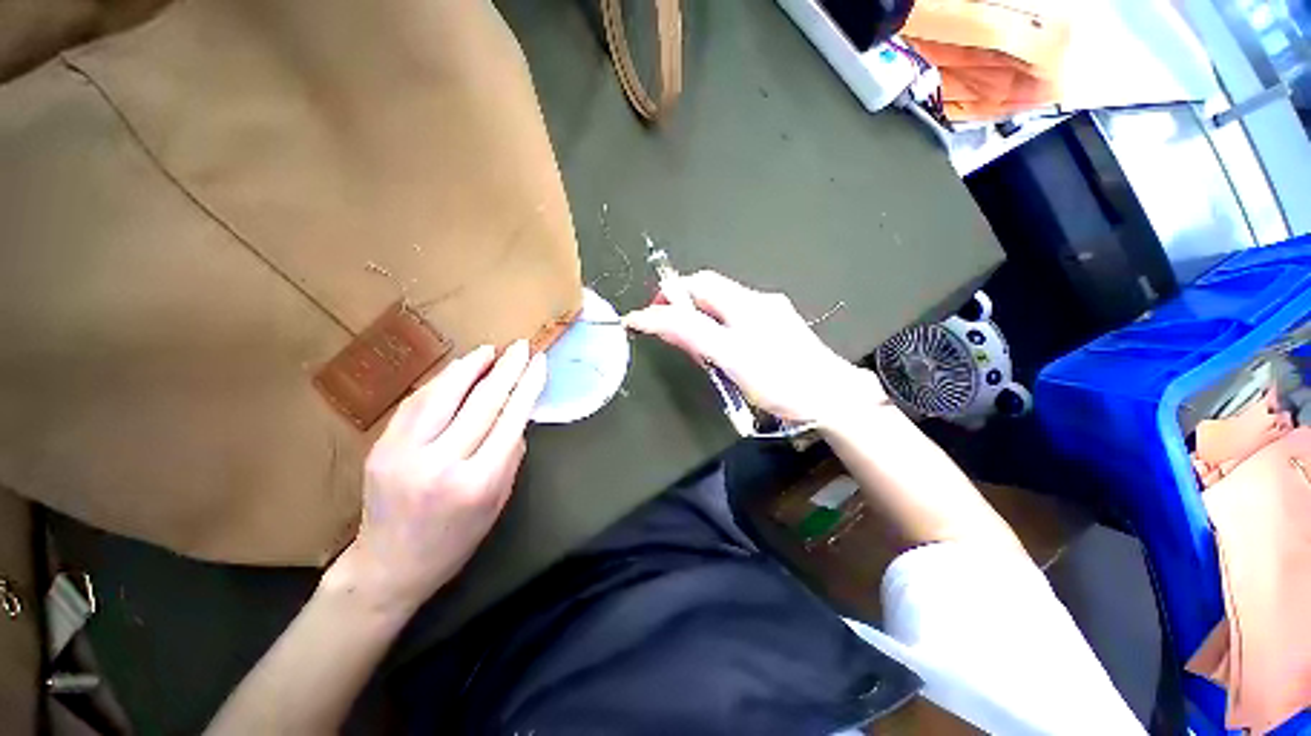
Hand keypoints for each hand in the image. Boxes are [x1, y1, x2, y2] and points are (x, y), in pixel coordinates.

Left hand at [326, 340, 547, 614]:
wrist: (390, 566)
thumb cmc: (456, 539)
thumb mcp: (498, 501)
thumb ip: (510, 454)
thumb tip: (517, 414)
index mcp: (478, 482)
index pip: (510, 419)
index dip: (527, 385)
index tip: (538, 362)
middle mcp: (442, 463)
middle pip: (481, 402)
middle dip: (506, 369)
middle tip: (520, 346)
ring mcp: (405, 453)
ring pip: (443, 395)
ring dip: (470, 367)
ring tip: (489, 350)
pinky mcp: (382, 447)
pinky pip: (416, 403)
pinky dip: (440, 382)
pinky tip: (457, 370)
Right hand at [623, 271, 883, 425]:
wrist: (833, 399)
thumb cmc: (780, 379)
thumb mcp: (730, 357)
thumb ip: (691, 334)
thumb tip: (654, 317)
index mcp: (744, 303)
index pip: (697, 284)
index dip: (669, 296)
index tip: (647, 317)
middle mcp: (757, 302)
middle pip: (710, 294)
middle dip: (684, 309)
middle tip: (671, 335)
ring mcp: (770, 316)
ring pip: (723, 309)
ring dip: (701, 321)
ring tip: (694, 349)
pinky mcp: (778, 332)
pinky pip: (738, 323)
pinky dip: (719, 331)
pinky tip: (722, 352)